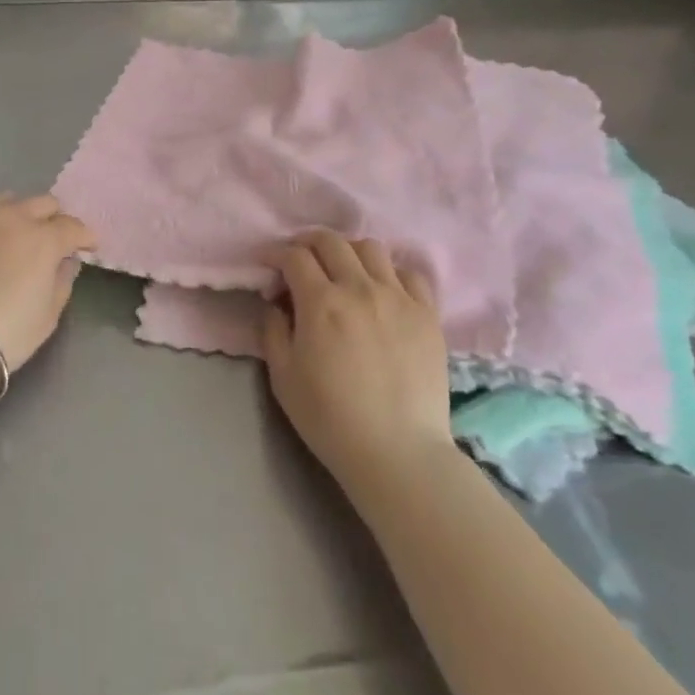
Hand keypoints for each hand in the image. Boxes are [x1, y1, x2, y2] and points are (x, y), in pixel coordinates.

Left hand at [0, 193, 97, 371]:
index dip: (85, 237)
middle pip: (42, 203)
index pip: (73, 227)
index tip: (87, 247)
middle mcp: (11, 217)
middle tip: (52, 239)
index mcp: (42, 238)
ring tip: (13, 237)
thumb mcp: (48, 315)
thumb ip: (62, 281)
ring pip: (6, 202)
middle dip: (54, 219)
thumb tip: (65, 262)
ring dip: (18, 215)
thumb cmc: (5, 334)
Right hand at [263, 232, 451, 488]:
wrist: (398, 452)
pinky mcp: (428, 314)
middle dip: (307, 243)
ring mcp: (398, 298)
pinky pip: (410, 274)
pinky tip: (382, 290)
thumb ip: (273, 330)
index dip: (274, 253)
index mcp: (321, 303)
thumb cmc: (330, 418)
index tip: (266, 263)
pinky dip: (390, 273)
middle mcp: (360, 288)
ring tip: (342, 271)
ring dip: (348, 252)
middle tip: (298, 259)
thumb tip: (276, 303)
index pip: (294, 256)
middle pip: (331, 241)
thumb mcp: (282, 377)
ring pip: (371, 249)